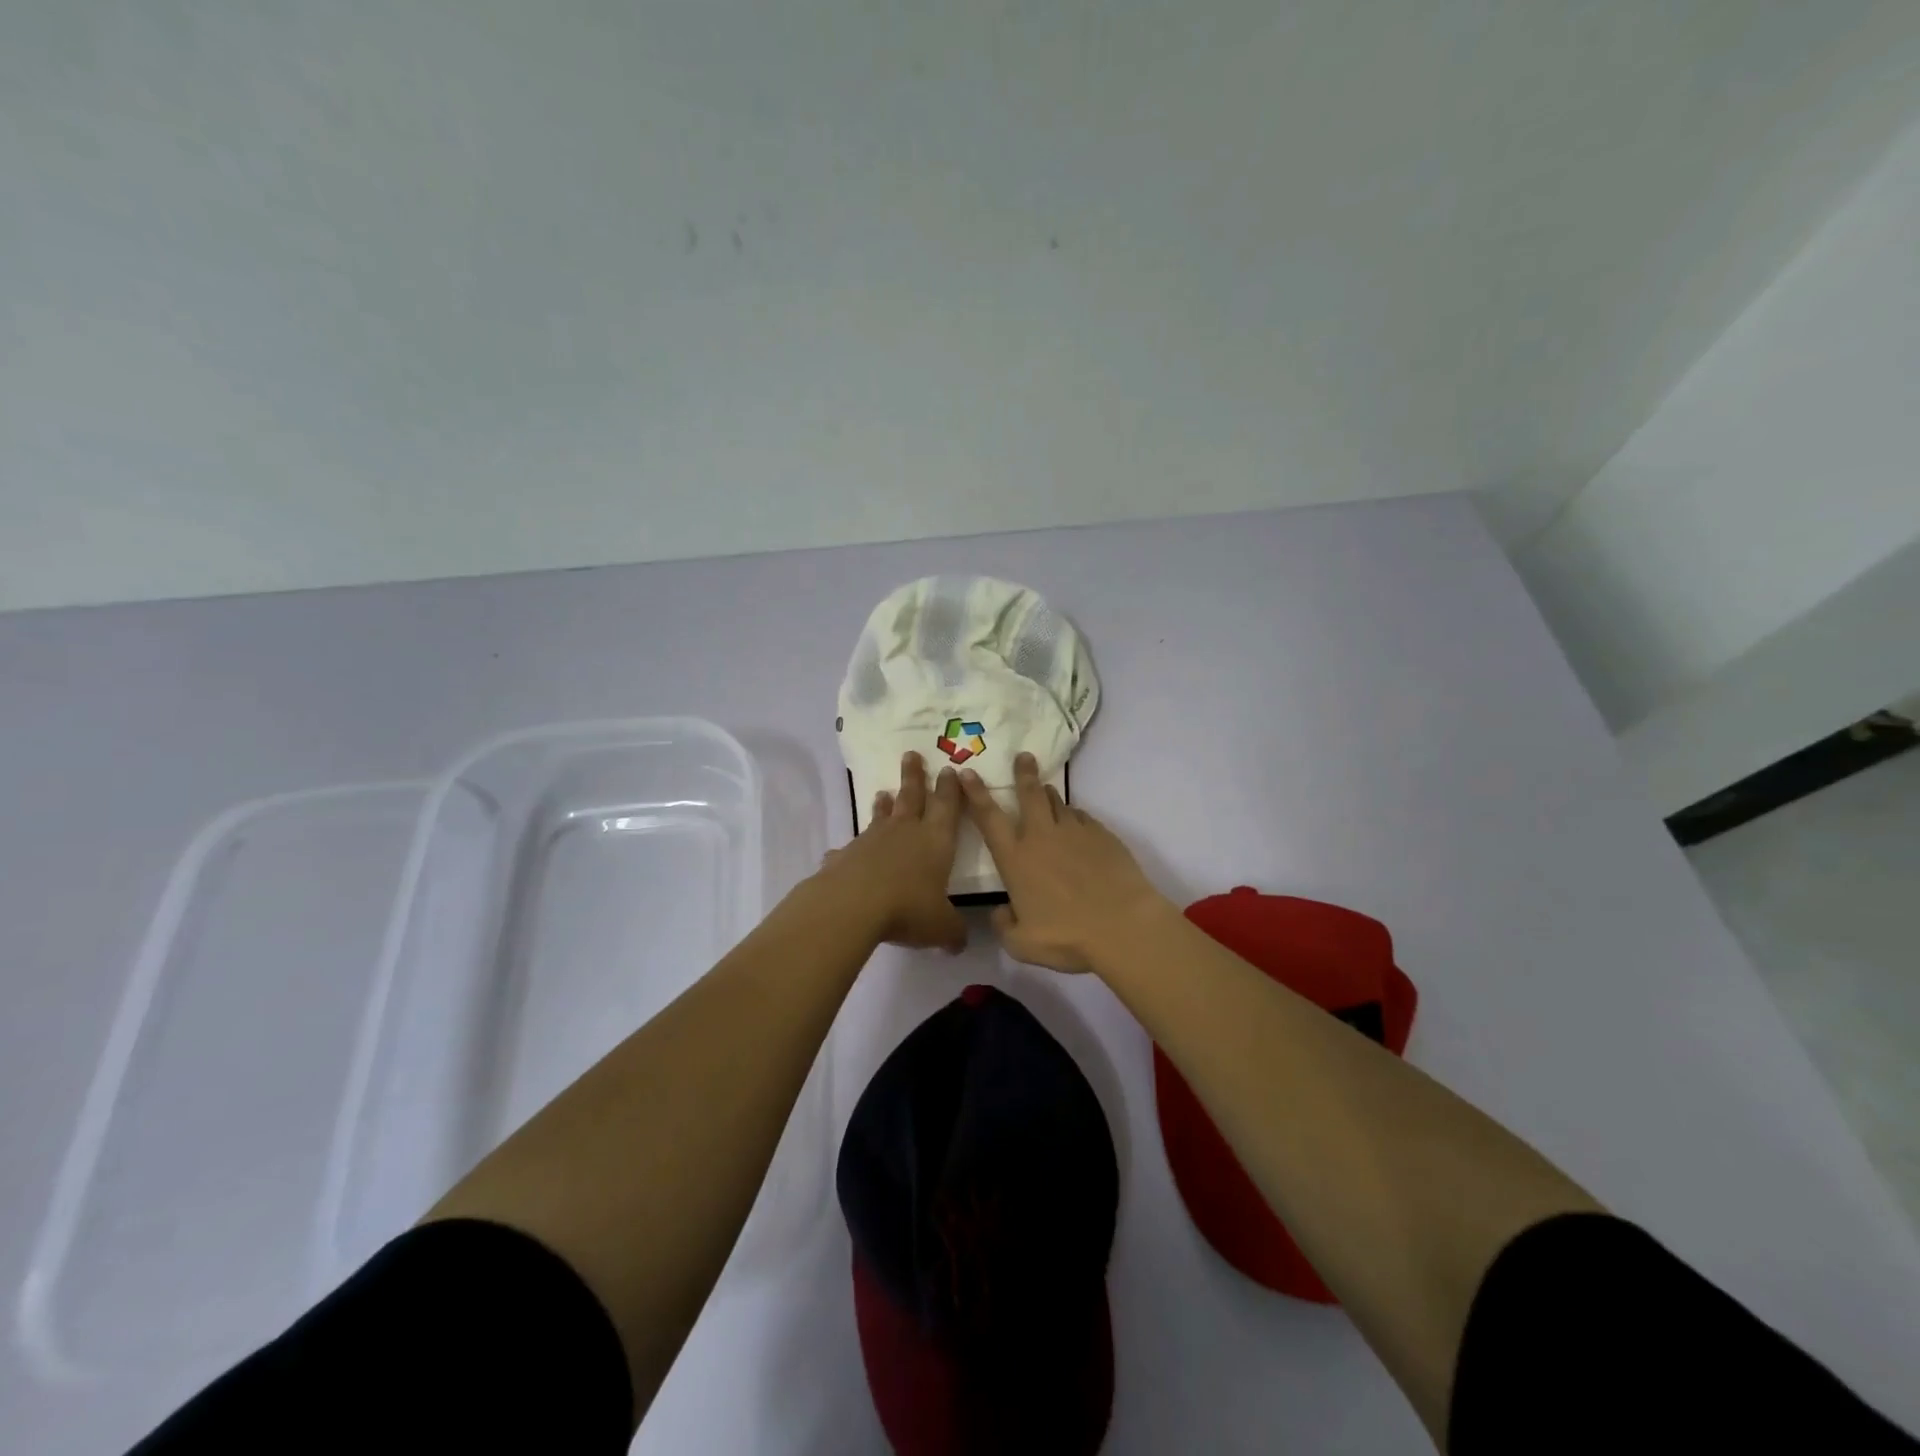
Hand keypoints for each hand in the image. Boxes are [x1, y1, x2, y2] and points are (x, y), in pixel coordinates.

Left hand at [818, 751, 967, 951]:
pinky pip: (850, 848)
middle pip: (912, 797)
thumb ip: (952, 933)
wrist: (853, 905)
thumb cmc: (908, 908)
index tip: (949, 769)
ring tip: (882, 793)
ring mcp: (872, 840)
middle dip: (914, 776)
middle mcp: (905, 832)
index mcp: (935, 841)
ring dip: (884, 804)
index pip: (947, 807)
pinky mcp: (846, 855)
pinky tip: (842, 853)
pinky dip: (850, 848)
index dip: (950, 789)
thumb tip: (957, 944)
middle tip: (911, 754)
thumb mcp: (941, 927)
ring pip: (881, 816)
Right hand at [960, 752, 1170, 972]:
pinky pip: (1083, 818)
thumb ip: (1004, 925)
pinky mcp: (1102, 835)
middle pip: (1029, 794)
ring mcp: (1075, 832)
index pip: (988, 817)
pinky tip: (1078, 827)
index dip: (975, 793)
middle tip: (1023, 756)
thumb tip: (1000, 912)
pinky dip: (1075, 818)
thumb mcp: (1022, 944)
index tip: (967, 772)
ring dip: (1049, 794)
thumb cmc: (1067, 937)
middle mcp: (1042, 837)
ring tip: (1046, 791)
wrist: (1123, 926)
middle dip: (1023, 773)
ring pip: (1057, 802)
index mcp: (1016, 859)